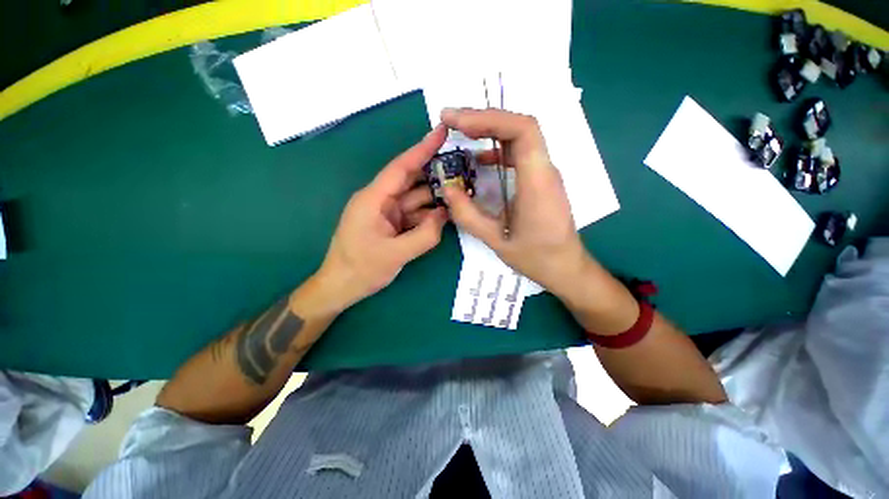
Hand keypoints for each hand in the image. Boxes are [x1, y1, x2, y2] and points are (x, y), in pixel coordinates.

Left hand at [316, 126, 448, 311]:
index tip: (441, 131)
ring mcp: (387, 213)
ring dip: (436, 198)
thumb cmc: (360, 269)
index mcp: (374, 199)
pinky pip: (415, 215)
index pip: (401, 168)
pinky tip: (446, 215)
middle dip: (436, 173)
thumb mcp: (395, 255)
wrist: (341, 287)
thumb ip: (424, 236)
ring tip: (460, 194)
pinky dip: (429, 215)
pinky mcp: (392, 224)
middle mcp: (381, 201)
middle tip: (463, 167)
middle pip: (412, 181)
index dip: (422, 149)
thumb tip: (444, 217)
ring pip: (416, 199)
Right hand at [440, 108, 591, 297]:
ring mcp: (545, 173)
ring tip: (460, 132)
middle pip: (520, 126)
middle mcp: (545, 170)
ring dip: (490, 129)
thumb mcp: (496, 240)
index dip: (489, 118)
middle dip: (484, 119)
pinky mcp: (541, 179)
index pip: (523, 130)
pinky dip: (497, 148)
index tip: (458, 122)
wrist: (565, 266)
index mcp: (537, 183)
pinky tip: (480, 159)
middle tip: (451, 121)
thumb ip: (468, 215)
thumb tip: (446, 189)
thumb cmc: (535, 257)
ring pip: (520, 136)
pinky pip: (520, 153)